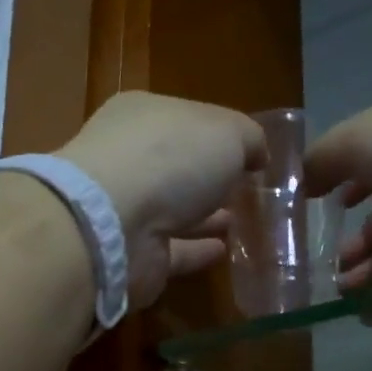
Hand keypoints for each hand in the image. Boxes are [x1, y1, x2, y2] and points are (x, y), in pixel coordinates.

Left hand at [59, 91, 265, 309]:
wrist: (113, 226)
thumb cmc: (170, 160)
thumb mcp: (227, 132)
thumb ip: (249, 139)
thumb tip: (258, 155)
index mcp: (144, 117)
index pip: (186, 120)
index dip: (219, 134)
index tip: (250, 153)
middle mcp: (130, 160)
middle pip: (177, 167)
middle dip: (209, 177)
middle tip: (245, 190)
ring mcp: (128, 210)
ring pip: (174, 211)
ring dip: (204, 215)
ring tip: (240, 220)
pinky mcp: (135, 254)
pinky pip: (173, 250)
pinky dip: (197, 250)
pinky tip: (224, 251)